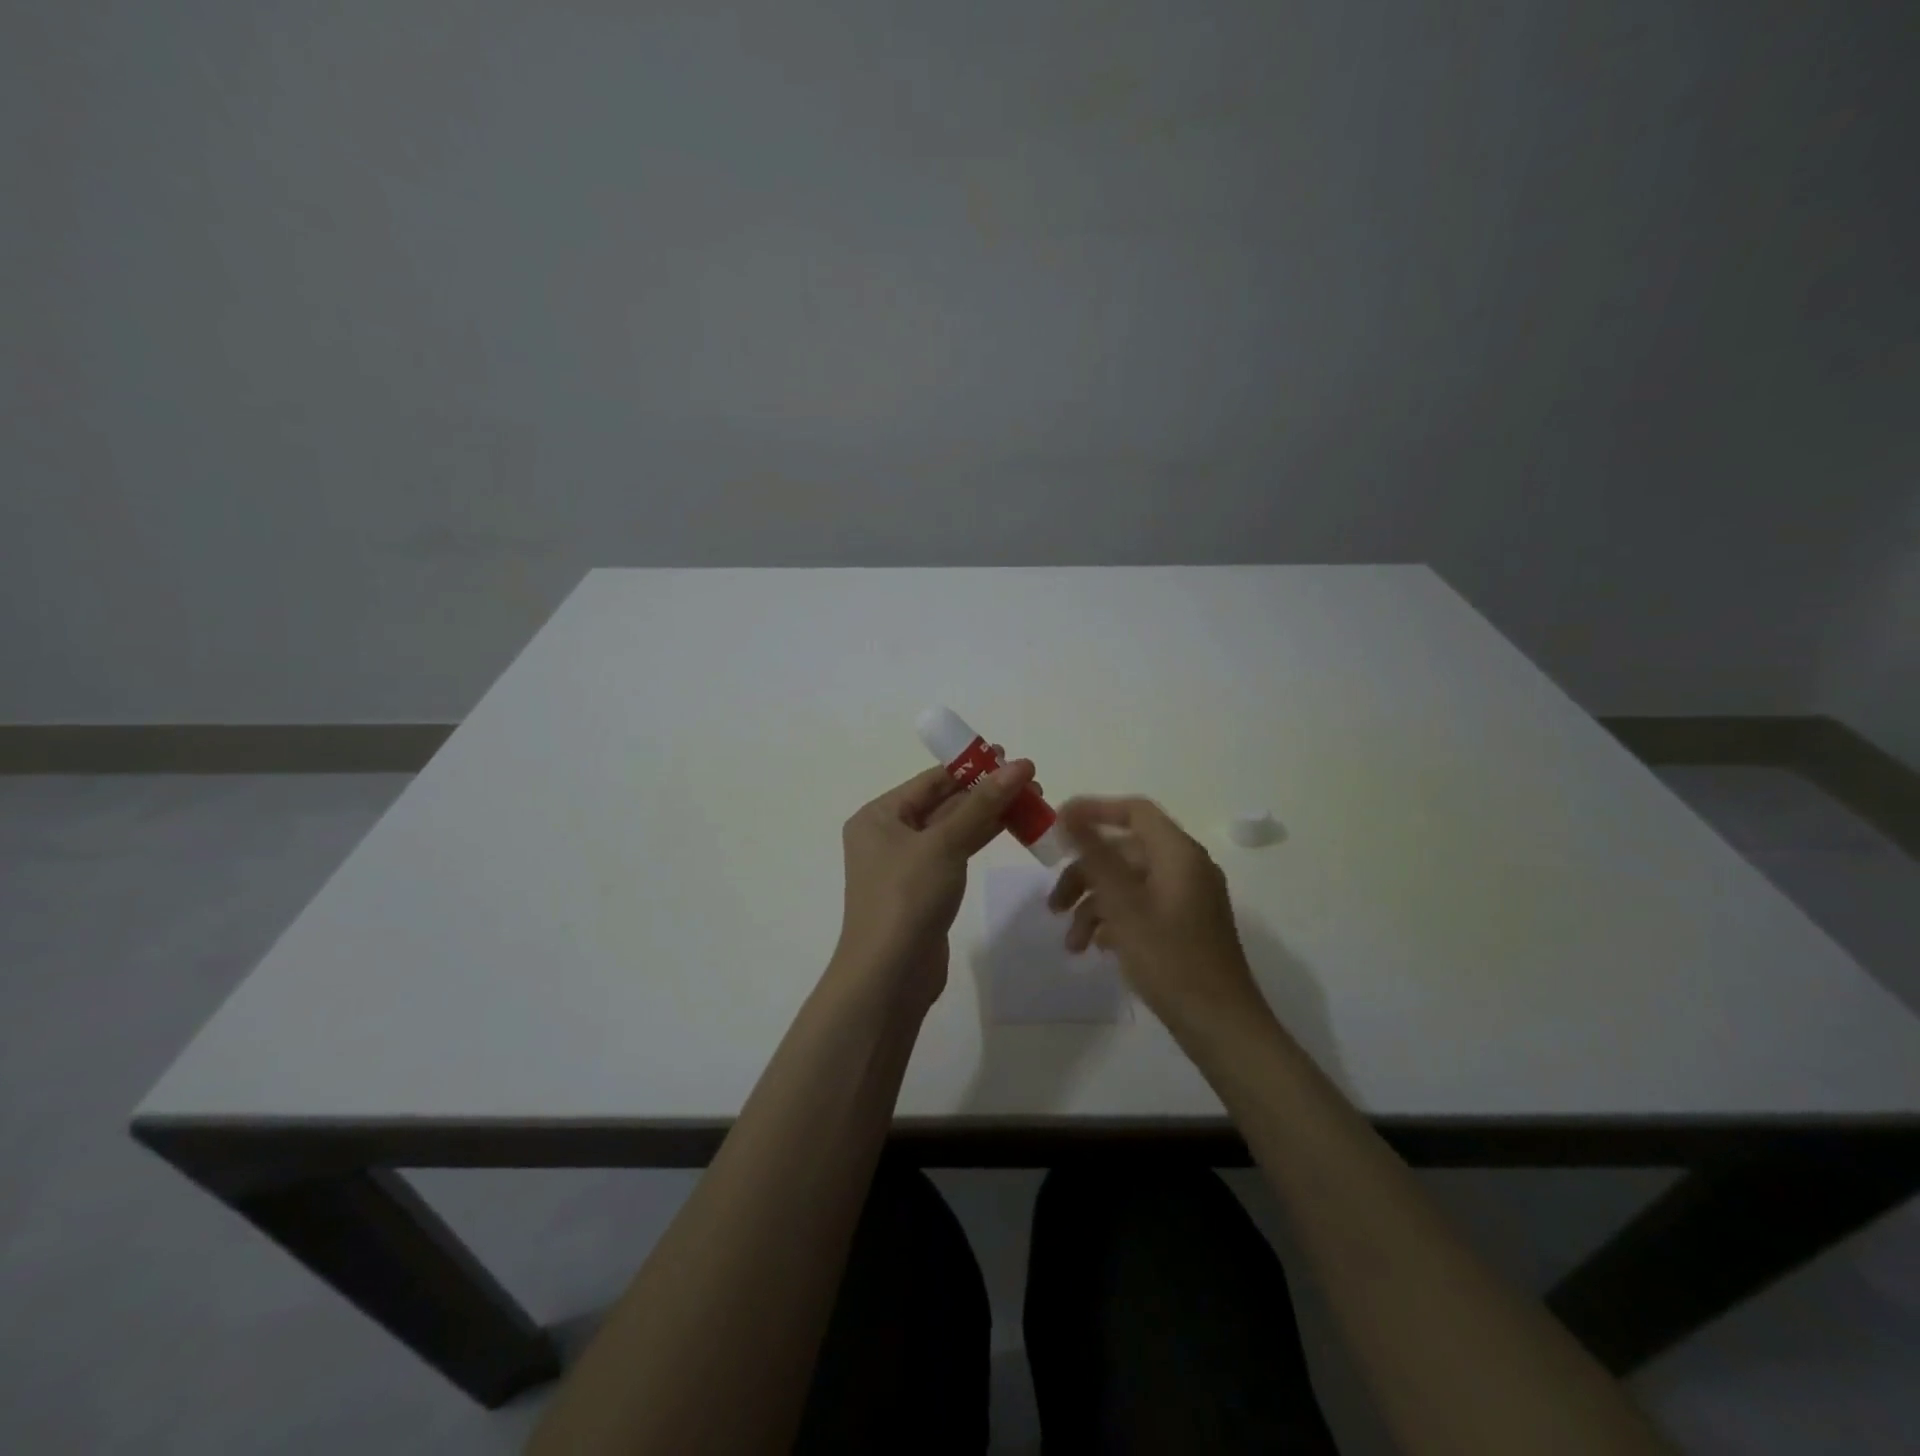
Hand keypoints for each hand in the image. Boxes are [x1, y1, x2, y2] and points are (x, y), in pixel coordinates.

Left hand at [831, 758, 1037, 1007]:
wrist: (889, 975)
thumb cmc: (907, 898)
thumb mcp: (944, 845)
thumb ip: (982, 805)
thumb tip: (1018, 766)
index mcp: (879, 816)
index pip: (930, 780)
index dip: (972, 766)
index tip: (1011, 756)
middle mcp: (888, 834)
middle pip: (943, 802)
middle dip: (986, 791)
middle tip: (1030, 782)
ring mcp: (906, 863)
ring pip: (953, 828)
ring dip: (988, 814)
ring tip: (1032, 801)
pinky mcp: (924, 888)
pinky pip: (955, 853)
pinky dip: (980, 839)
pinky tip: (1011, 828)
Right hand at [1048, 796, 1265, 1034]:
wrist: (1221, 1026)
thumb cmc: (1170, 959)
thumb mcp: (1123, 905)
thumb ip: (1095, 855)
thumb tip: (1069, 815)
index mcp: (1178, 853)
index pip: (1134, 811)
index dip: (1094, 811)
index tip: (1056, 826)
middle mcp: (1186, 867)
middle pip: (1125, 851)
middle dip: (1084, 874)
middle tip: (1053, 905)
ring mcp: (1187, 897)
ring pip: (1129, 883)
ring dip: (1094, 905)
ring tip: (1071, 944)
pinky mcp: (1185, 925)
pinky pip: (1142, 906)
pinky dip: (1115, 920)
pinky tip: (1096, 948)